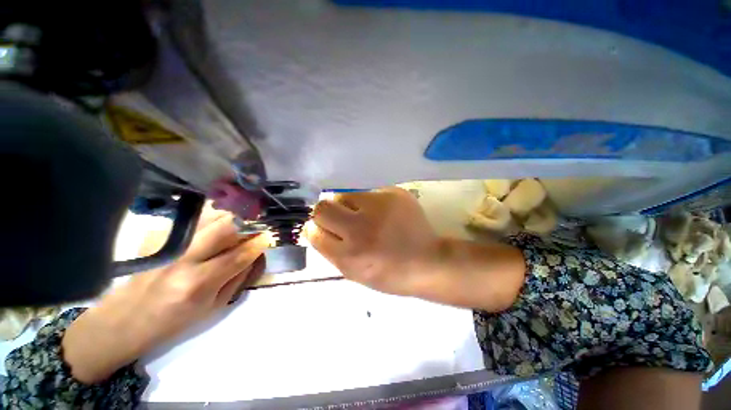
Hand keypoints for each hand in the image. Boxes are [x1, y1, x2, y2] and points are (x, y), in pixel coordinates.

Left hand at [62, 207, 267, 383]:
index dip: (258, 243)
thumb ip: (237, 278)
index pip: (239, 254)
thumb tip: (254, 255)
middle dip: (246, 222)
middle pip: (224, 228)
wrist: (123, 320)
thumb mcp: (212, 308)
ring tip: (238, 221)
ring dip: (229, 217)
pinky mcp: (156, 237)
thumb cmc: (173, 321)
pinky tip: (213, 225)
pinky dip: (209, 218)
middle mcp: (182, 260)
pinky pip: (192, 220)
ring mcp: (167, 245)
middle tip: (256, 223)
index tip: (268, 236)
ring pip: (208, 218)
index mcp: (198, 284)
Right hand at [307, 188, 439, 296]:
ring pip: (343, 195)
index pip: (314, 232)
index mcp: (350, 256)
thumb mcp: (354, 273)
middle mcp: (361, 229)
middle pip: (323, 208)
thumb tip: (314, 229)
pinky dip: (368, 201)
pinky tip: (382, 212)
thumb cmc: (390, 274)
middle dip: (325, 213)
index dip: (316, 229)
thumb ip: (331, 251)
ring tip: (363, 214)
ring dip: (347, 205)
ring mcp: (379, 207)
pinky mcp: (394, 194)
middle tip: (339, 219)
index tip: (323, 229)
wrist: (428, 261)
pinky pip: (367, 192)